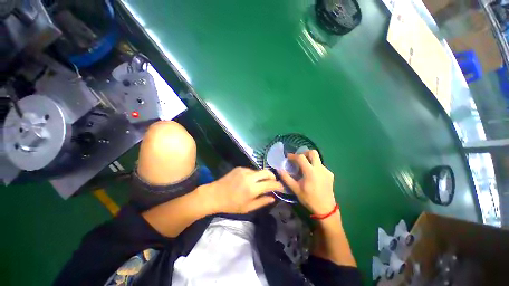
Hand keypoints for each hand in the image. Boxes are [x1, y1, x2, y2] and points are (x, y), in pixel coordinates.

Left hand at [203, 167, 283, 213]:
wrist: (214, 195)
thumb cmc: (231, 205)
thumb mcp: (247, 208)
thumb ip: (262, 202)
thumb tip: (273, 197)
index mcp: (252, 189)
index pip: (271, 184)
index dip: (278, 185)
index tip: (281, 188)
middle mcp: (250, 177)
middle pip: (267, 172)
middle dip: (273, 177)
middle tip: (273, 183)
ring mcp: (244, 170)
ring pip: (259, 171)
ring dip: (262, 177)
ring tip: (258, 184)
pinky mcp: (240, 168)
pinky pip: (251, 170)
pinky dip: (254, 175)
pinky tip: (248, 181)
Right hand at [279, 150, 336, 215]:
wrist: (326, 209)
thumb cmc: (309, 199)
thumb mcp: (295, 189)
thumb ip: (286, 178)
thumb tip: (278, 169)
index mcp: (310, 172)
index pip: (301, 157)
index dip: (293, 155)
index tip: (288, 157)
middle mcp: (319, 168)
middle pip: (313, 152)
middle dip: (304, 152)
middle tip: (298, 158)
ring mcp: (326, 171)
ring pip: (318, 158)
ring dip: (309, 159)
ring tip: (304, 167)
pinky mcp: (330, 174)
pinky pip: (321, 165)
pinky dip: (314, 166)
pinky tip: (312, 174)